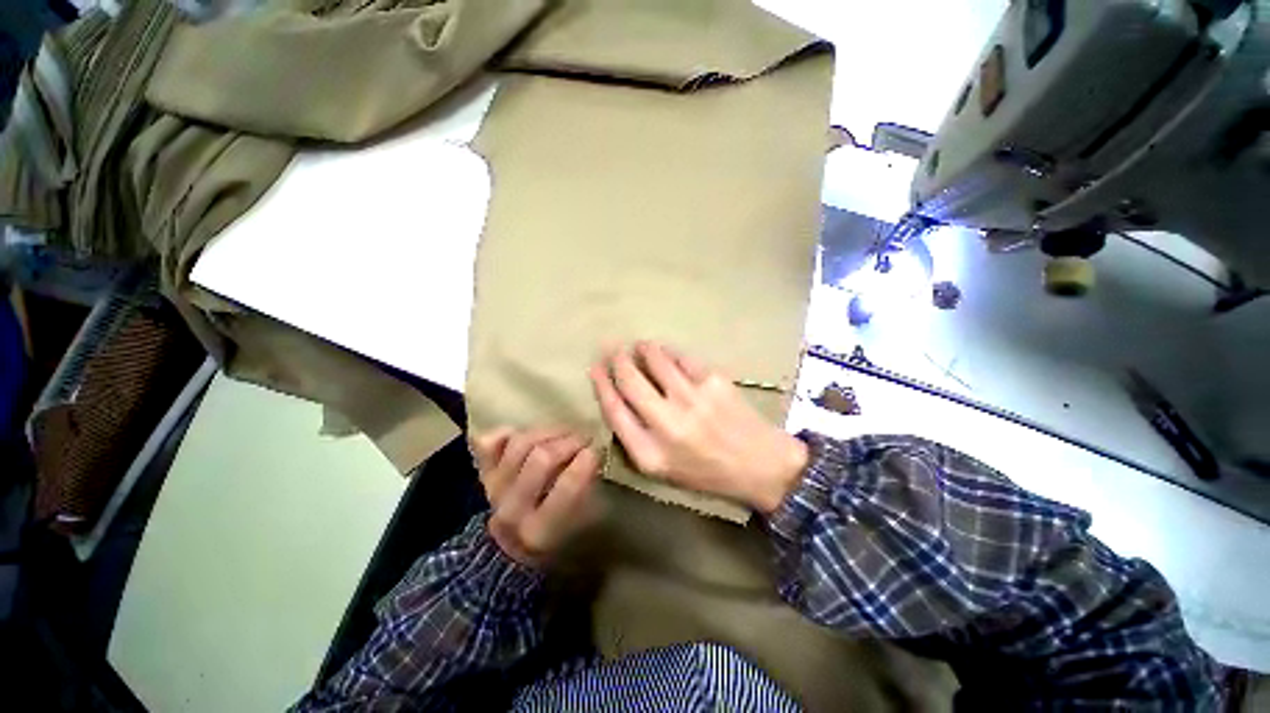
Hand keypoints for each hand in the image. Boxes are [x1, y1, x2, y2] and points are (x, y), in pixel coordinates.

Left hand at [472, 428, 600, 566]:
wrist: (517, 554)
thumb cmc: (563, 539)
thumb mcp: (587, 523)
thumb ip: (590, 489)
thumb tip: (593, 451)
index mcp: (541, 531)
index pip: (568, 484)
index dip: (588, 459)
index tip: (597, 451)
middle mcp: (512, 511)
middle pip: (542, 457)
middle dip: (570, 441)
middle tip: (585, 439)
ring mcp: (493, 490)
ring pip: (520, 443)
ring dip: (549, 432)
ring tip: (565, 434)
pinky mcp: (484, 475)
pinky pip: (488, 443)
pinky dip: (509, 433)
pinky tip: (530, 438)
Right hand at [589, 342, 808, 513]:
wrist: (760, 465)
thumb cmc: (706, 471)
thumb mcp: (663, 469)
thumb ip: (636, 439)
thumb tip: (617, 399)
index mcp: (650, 453)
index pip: (613, 410)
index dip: (601, 384)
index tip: (594, 367)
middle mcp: (667, 424)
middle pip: (630, 381)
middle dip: (617, 360)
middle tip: (612, 348)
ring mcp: (692, 399)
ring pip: (655, 361)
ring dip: (643, 349)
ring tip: (639, 345)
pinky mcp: (713, 382)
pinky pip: (682, 358)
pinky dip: (669, 351)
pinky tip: (665, 351)